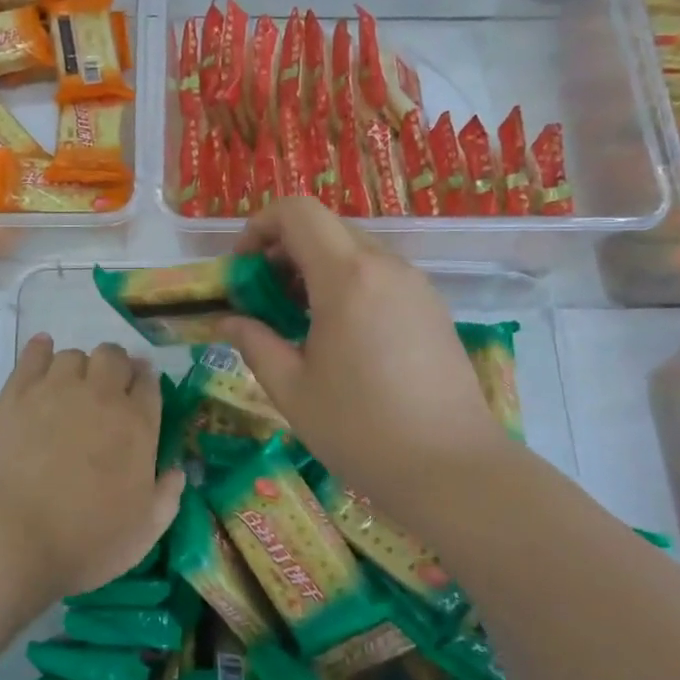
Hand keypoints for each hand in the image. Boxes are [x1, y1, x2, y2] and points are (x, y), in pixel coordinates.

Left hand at [0, 334, 184, 606]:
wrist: (8, 536)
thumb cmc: (83, 541)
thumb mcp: (143, 533)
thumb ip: (167, 497)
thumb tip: (178, 471)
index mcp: (138, 425)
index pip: (150, 383)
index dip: (146, 382)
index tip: (140, 390)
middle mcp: (102, 396)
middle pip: (114, 357)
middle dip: (116, 366)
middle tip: (107, 390)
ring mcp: (56, 389)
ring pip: (74, 355)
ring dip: (80, 366)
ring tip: (72, 386)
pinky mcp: (15, 393)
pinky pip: (33, 355)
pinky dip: (41, 349)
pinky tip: (42, 351)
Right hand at [221, 198, 506, 522]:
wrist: (452, 469)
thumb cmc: (360, 430)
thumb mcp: (291, 389)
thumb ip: (254, 342)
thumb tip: (227, 320)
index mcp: (346, 276)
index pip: (297, 211)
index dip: (259, 226)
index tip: (243, 269)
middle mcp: (385, 265)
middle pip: (325, 226)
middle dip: (284, 250)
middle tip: (264, 298)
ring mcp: (415, 284)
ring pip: (354, 249)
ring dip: (317, 267)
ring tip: (299, 320)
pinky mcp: (432, 306)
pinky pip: (380, 273)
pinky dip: (348, 283)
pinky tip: (341, 335)